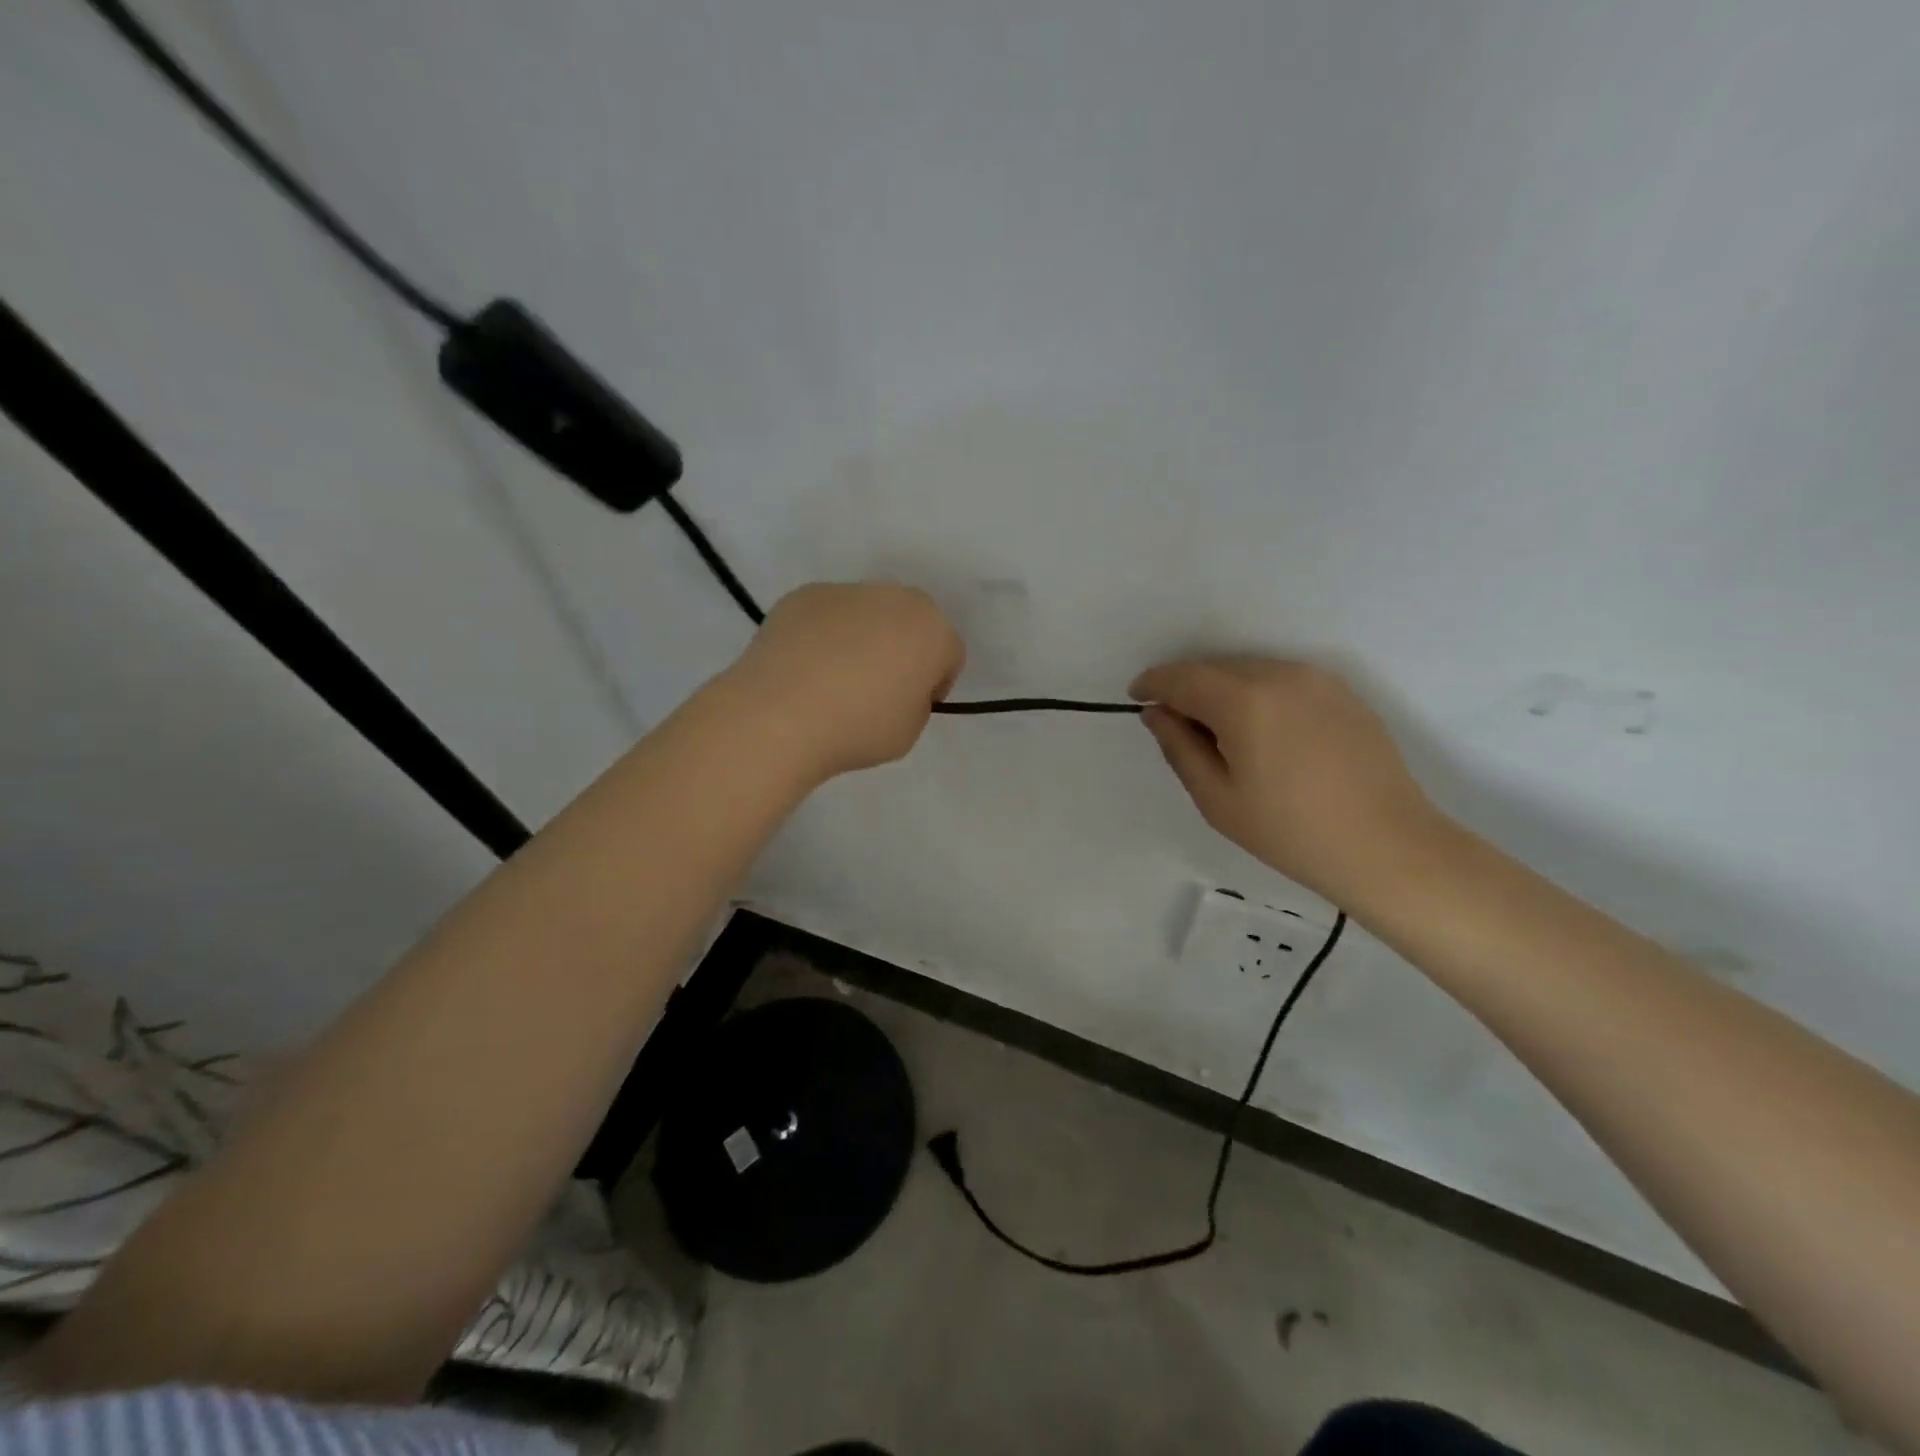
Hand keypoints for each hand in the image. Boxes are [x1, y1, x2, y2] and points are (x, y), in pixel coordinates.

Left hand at [727, 582, 964, 780]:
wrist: (780, 715)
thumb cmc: (859, 728)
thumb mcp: (910, 730)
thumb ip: (915, 700)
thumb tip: (894, 685)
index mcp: (933, 629)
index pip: (948, 653)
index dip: (935, 682)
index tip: (913, 706)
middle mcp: (894, 597)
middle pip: (909, 623)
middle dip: (901, 648)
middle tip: (877, 688)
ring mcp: (845, 591)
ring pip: (866, 614)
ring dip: (861, 638)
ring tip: (833, 678)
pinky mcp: (802, 595)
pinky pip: (826, 616)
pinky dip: (822, 635)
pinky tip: (804, 669)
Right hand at [1129, 657, 1441, 904]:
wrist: (1387, 847)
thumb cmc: (1290, 832)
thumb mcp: (1217, 798)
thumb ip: (1179, 746)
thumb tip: (1158, 713)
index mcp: (1244, 700)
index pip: (1182, 677)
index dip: (1153, 683)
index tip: (1137, 697)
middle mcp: (1280, 674)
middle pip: (1215, 668)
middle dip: (1187, 688)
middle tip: (1175, 725)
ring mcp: (1317, 680)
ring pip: (1249, 671)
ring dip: (1222, 690)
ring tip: (1219, 733)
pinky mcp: (1342, 692)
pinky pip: (1282, 680)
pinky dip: (1257, 694)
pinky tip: (1261, 732)